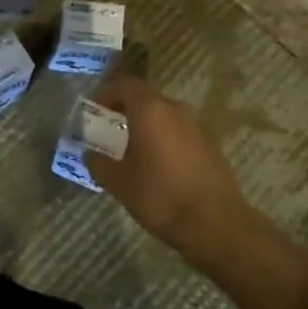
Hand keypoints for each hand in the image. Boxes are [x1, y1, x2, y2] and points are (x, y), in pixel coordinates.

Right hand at [87, 76, 252, 259]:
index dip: (107, 94)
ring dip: (147, 127)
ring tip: (133, 153)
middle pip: (146, 99)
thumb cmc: (160, 196)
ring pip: (165, 116)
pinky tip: (159, 168)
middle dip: (126, 112)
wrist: (216, 224)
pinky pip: (180, 132)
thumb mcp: (119, 182)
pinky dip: (165, 140)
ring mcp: (197, 126)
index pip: (125, 84)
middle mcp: (176, 110)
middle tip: (111, 134)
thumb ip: (99, 163)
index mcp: (150, 110)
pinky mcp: (211, 145)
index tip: (96, 113)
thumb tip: (91, 153)